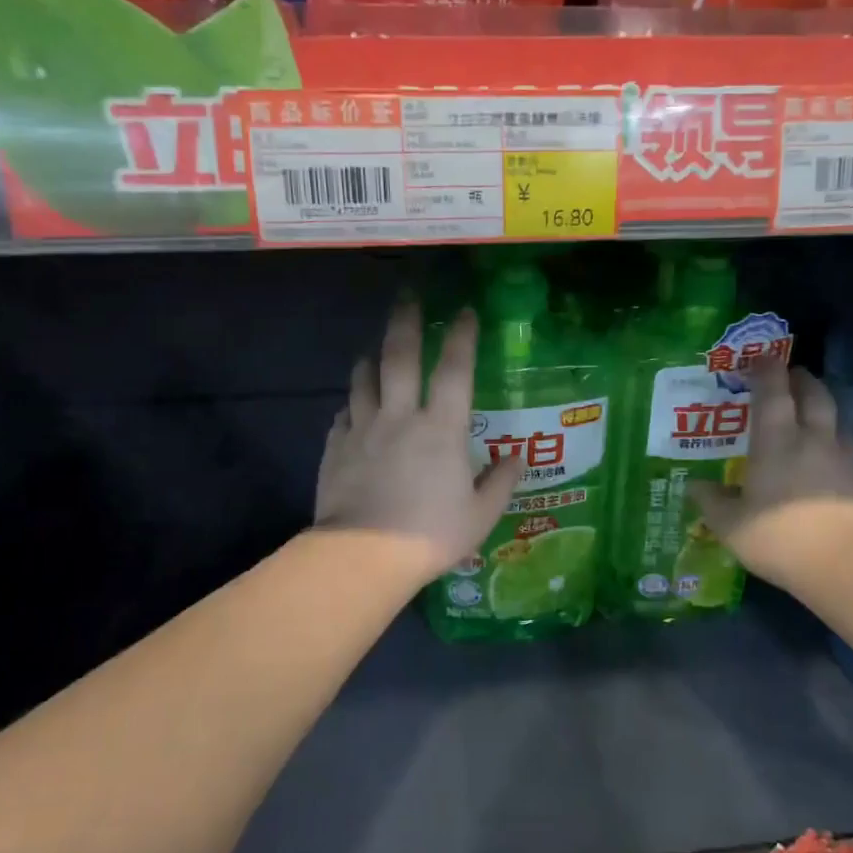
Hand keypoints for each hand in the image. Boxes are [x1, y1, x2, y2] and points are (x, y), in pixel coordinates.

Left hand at [314, 301, 523, 582]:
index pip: (454, 370)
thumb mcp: (480, 515)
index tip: (464, 311)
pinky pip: (343, 414)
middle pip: (400, 357)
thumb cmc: (430, 534)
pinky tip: (354, 407)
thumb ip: (500, 482)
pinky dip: (352, 404)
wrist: (364, 556)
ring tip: (375, 350)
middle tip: (407, 296)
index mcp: (441, 429)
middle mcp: (400, 417)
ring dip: (371, 358)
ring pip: (364, 380)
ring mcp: (362, 430)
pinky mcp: (336, 448)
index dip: (461, 336)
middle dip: (405, 322)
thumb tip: (516, 458)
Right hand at [688, 359, 852, 587]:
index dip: (767, 370)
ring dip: (823, 410)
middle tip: (792, 375)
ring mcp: (844, 461)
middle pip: (814, 396)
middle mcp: (813, 441)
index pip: (773, 392)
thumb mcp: (731, 525)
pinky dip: (835, 446)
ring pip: (837, 421)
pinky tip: (828, 464)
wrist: (850, 565)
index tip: (761, 356)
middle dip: (802, 380)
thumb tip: (695, 486)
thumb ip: (712, 502)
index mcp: (776, 442)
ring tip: (812, 416)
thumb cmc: (780, 538)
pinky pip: (848, 452)